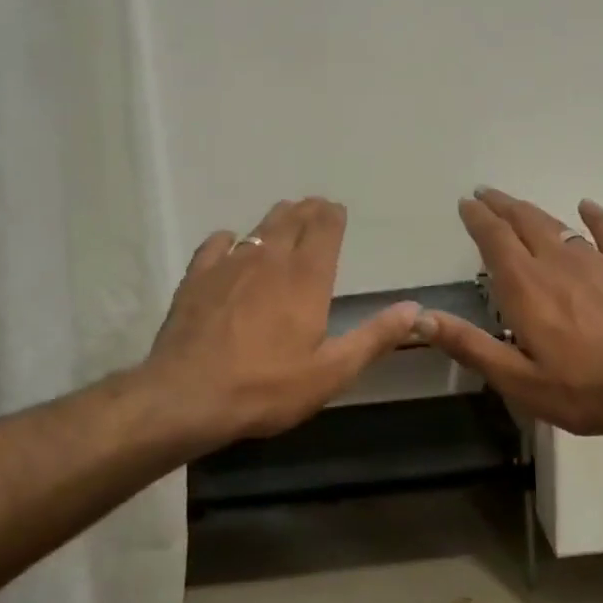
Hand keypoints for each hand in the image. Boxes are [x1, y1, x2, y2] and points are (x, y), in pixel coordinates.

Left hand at [144, 197, 420, 445]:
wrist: (187, 396)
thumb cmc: (266, 387)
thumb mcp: (332, 372)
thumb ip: (375, 337)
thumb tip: (414, 309)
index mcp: (306, 279)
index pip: (324, 230)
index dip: (332, 216)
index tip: (337, 209)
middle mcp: (270, 260)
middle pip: (291, 221)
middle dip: (307, 211)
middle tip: (315, 206)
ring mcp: (229, 266)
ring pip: (257, 230)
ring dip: (275, 220)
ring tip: (284, 216)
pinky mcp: (196, 279)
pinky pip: (216, 245)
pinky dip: (229, 239)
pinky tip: (229, 242)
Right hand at [415, 188, 602, 438]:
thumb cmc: (584, 391)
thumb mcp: (518, 381)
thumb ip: (470, 346)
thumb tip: (421, 318)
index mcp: (526, 288)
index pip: (495, 240)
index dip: (478, 219)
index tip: (465, 203)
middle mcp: (557, 263)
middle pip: (524, 222)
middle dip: (501, 206)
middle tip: (484, 193)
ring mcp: (596, 263)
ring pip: (558, 225)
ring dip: (533, 211)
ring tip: (516, 204)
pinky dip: (595, 217)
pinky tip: (586, 206)